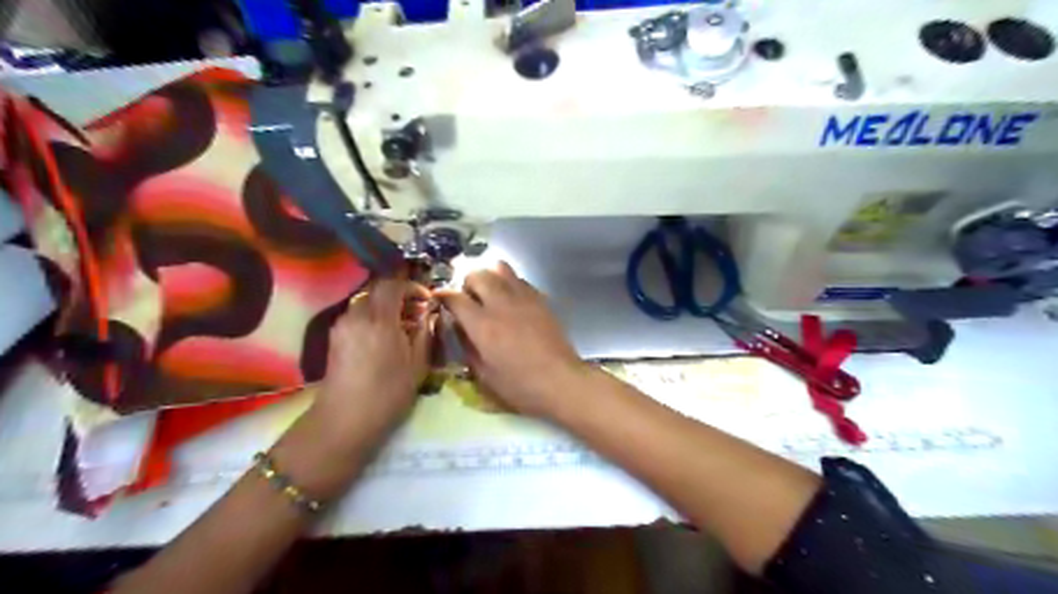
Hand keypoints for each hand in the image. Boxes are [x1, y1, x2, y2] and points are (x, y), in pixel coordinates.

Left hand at [311, 275, 434, 447]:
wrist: (345, 420)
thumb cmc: (388, 393)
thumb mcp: (417, 364)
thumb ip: (425, 333)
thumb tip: (428, 315)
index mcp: (380, 320)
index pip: (393, 284)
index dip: (411, 286)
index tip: (425, 299)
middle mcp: (357, 316)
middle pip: (377, 291)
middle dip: (398, 295)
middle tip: (416, 311)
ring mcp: (342, 326)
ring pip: (366, 302)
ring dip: (385, 307)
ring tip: (402, 326)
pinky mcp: (335, 337)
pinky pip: (357, 316)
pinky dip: (373, 318)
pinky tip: (384, 338)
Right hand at [436, 263, 586, 418]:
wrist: (561, 381)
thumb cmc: (520, 386)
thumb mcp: (484, 375)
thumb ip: (467, 346)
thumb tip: (459, 326)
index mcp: (483, 325)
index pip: (455, 297)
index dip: (443, 295)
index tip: (440, 299)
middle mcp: (501, 304)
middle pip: (477, 274)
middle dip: (467, 283)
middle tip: (468, 299)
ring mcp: (523, 298)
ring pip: (500, 268)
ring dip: (489, 277)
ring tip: (489, 294)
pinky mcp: (541, 299)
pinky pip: (519, 279)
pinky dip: (509, 283)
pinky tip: (511, 301)